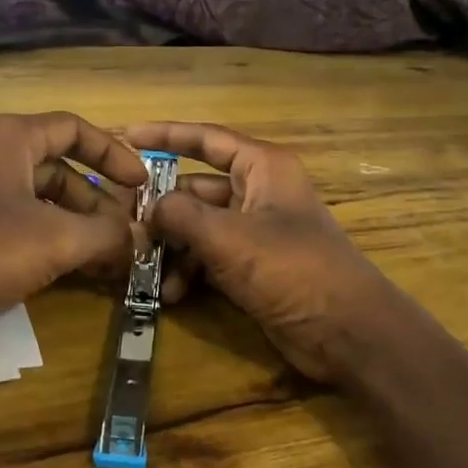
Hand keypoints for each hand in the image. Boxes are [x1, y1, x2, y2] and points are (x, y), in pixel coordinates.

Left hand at [0, 112, 148, 340]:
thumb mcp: (54, 240)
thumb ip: (106, 234)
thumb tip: (139, 237)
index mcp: (11, 138)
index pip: (76, 129)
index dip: (114, 154)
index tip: (141, 184)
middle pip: (60, 167)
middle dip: (98, 201)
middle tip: (127, 233)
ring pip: (40, 199)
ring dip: (76, 225)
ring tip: (106, 258)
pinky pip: (18, 222)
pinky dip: (48, 239)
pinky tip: (70, 269)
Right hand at [123, 122, 417, 385]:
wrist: (346, 332)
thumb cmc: (291, 269)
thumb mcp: (228, 237)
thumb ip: (180, 215)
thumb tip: (147, 209)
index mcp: (262, 168)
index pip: (207, 139)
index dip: (166, 135)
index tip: (127, 136)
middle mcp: (258, 193)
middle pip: (197, 188)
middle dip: (161, 207)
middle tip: (121, 222)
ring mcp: (256, 232)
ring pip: (199, 227)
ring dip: (172, 247)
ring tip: (141, 267)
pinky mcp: (253, 267)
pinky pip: (209, 258)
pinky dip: (189, 272)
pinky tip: (170, 295)